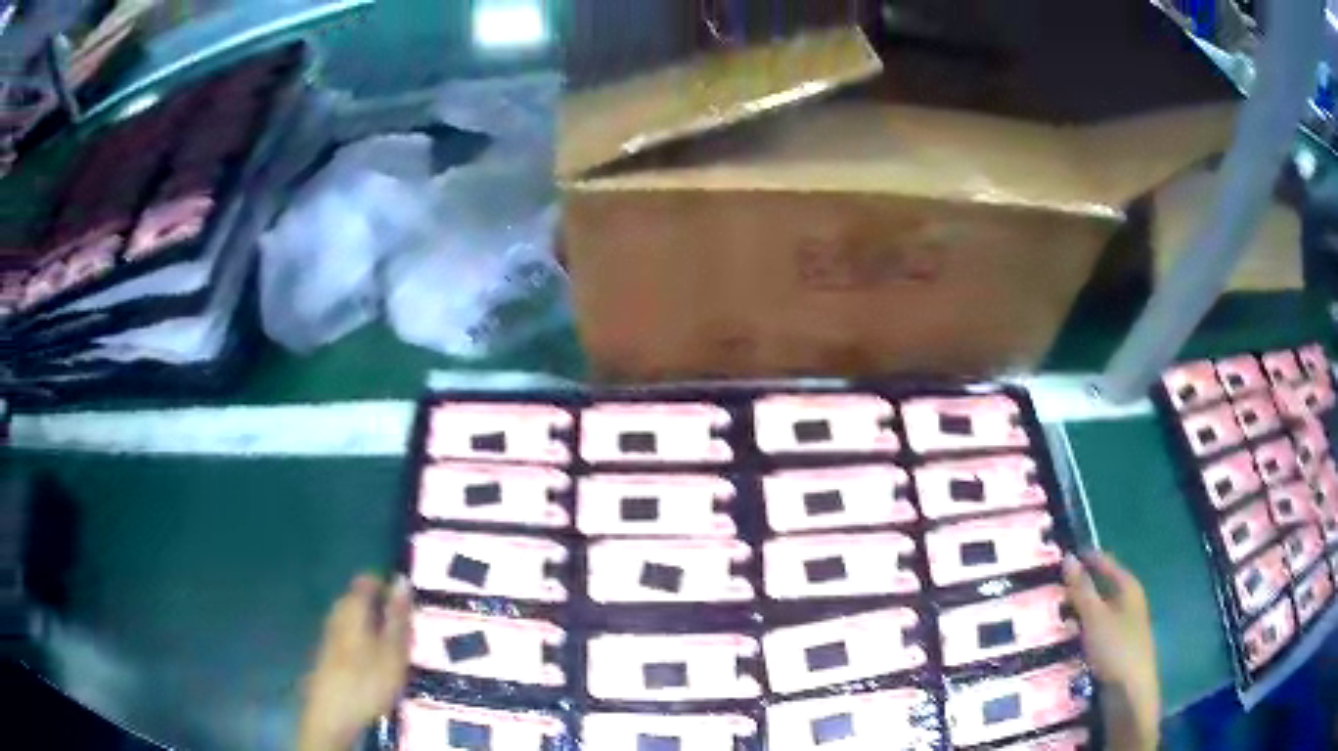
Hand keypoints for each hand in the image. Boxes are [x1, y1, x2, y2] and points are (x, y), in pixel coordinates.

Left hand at [298, 574, 411, 750]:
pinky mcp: (327, 653)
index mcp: (352, 607)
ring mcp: (329, 633)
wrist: (332, 715)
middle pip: (359, 599)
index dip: (388, 587)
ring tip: (395, 650)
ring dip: (374, 628)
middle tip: (407, 632)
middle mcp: (336, 613)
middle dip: (382, 609)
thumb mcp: (392, 651)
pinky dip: (365, 643)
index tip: (408, 607)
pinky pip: (349, 636)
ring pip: (354, 619)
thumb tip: (401, 579)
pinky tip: (376, 664)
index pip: (368, 580)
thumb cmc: (367, 682)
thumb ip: (397, 617)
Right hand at [1063, 553, 1160, 750]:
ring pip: (1096, 612)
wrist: (1129, 691)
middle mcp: (1128, 602)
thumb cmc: (1115, 647)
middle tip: (1049, 590)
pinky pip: (1094, 632)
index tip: (1059, 556)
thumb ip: (1081, 589)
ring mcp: (1123, 625)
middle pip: (1101, 588)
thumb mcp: (1094, 617)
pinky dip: (1080, 632)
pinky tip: (1063, 641)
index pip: (1105, 562)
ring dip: (1076, 614)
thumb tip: (1068, 557)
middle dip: (1077, 590)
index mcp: (1128, 587)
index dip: (1085, 558)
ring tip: (1050, 617)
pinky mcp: (1115, 647)